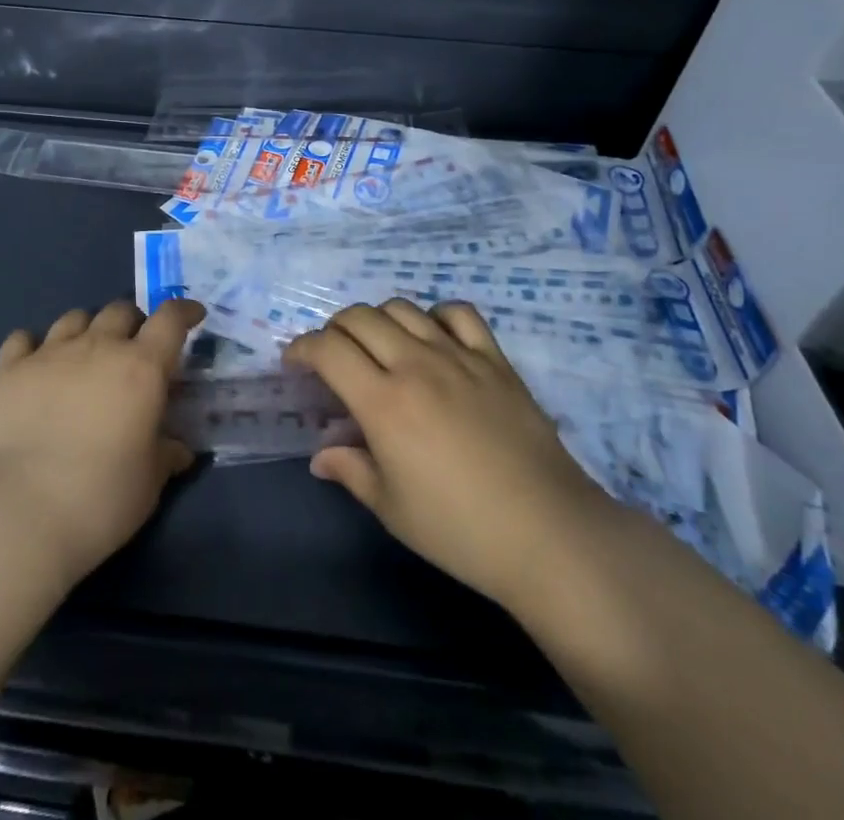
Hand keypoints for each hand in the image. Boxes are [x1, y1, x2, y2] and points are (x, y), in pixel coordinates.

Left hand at [0, 298, 202, 583]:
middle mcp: (98, 347)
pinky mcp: (11, 370)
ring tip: (85, 355)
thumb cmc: (102, 498)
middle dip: (133, 324)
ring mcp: (50, 353)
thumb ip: (166, 454)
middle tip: (133, 352)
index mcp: (141, 367)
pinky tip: (36, 365)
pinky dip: (34, 346)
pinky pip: (23, 339)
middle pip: (121, 311)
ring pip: (75, 318)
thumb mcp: (150, 481)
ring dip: (88, 330)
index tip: (192, 316)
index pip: (170, 319)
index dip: (184, 311)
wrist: (23, 513)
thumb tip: (178, 449)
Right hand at [283, 299, 609, 609]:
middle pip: (360, 318)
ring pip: (403, 309)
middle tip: (333, 356)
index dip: (302, 349)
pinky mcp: (495, 360)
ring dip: (378, 320)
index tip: (295, 362)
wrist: (548, 535)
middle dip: (334, 330)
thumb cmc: (459, 530)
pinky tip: (433, 337)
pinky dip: (436, 315)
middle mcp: (415, 365)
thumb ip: (350, 470)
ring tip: (379, 346)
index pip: (328, 350)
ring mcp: (459, 357)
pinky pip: (459, 314)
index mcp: (383, 401)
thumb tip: (321, 456)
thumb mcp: (392, 507)